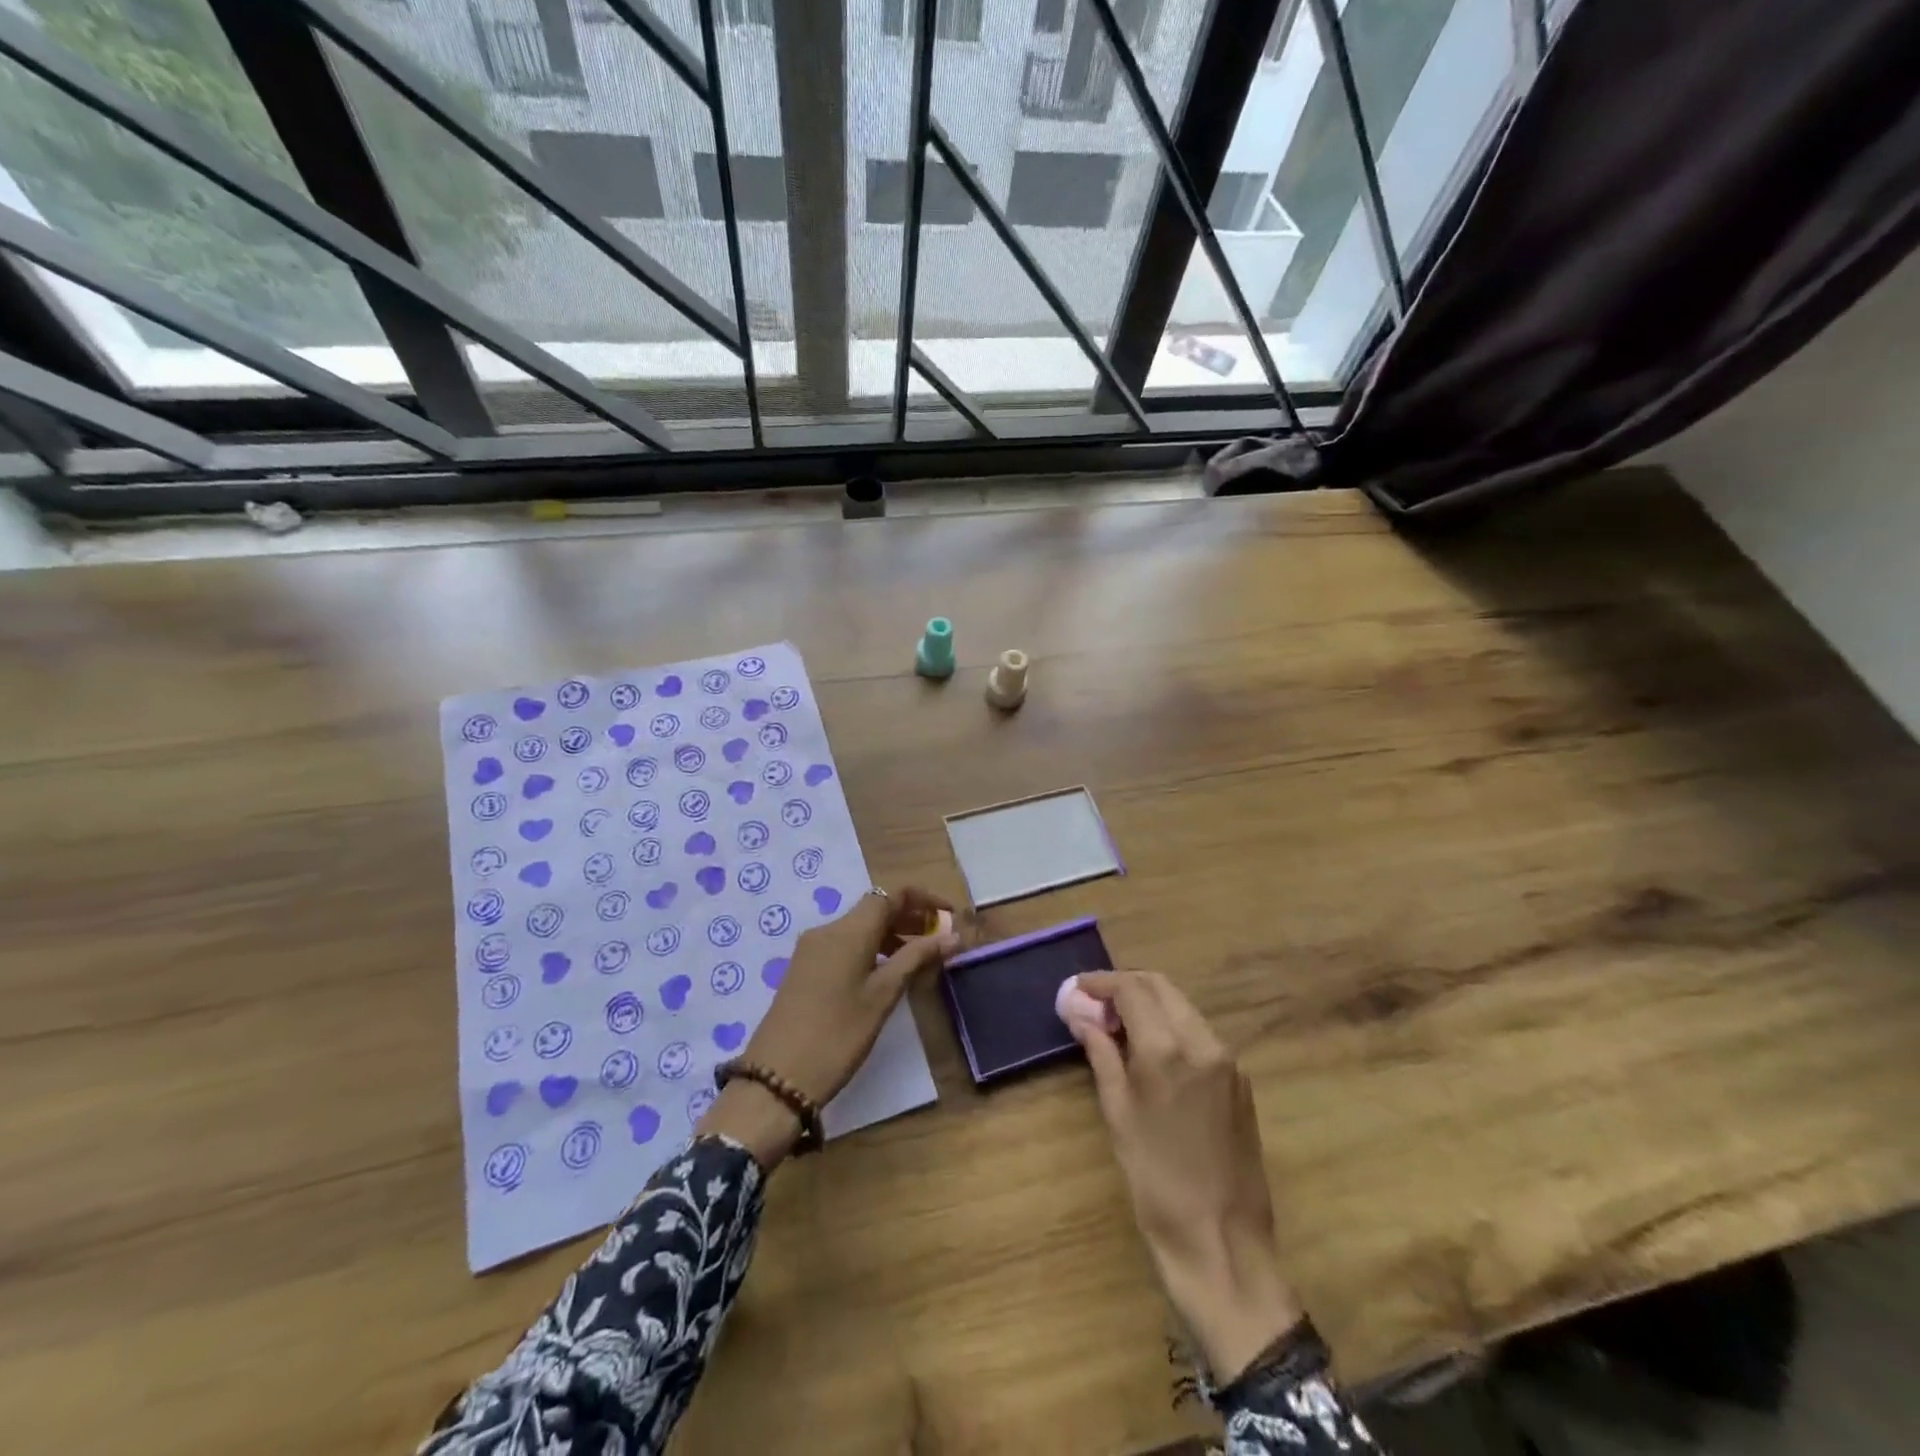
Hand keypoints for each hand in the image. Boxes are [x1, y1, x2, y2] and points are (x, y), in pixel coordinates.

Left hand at [698, 887, 959, 1165]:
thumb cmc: (838, 1034)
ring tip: (918, 960)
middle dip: (909, 917)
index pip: (891, 895)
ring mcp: (811, 949)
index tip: (950, 915)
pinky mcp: (804, 968)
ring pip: (859, 927)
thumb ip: (917, 959)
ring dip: (891, 934)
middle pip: (874, 908)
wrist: (776, 1078)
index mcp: (849, 931)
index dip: (924, 899)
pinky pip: (844, 944)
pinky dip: (871, 948)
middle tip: (940, 939)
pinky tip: (885, 974)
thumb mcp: (883, 996)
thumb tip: (952, 936)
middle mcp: (827, 930)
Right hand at [1072, 971, 1303, 1383]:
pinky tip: (1151, 1051)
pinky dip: (1171, 1025)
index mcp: (1168, 1048)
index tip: (1076, 989)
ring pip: (1182, 1006)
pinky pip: (1199, 1033)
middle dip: (1126, 986)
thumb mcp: (1118, 1113)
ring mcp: (1227, 1059)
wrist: (1223, 1241)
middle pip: (1161, 986)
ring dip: (1149, 1003)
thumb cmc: (1156, 1181)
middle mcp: (1203, 1041)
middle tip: (1095, 1003)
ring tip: (1117, 1026)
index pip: (1132, 989)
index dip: (1101, 983)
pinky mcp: (1239, 1079)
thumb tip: (1080, 1013)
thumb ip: (1101, 1054)